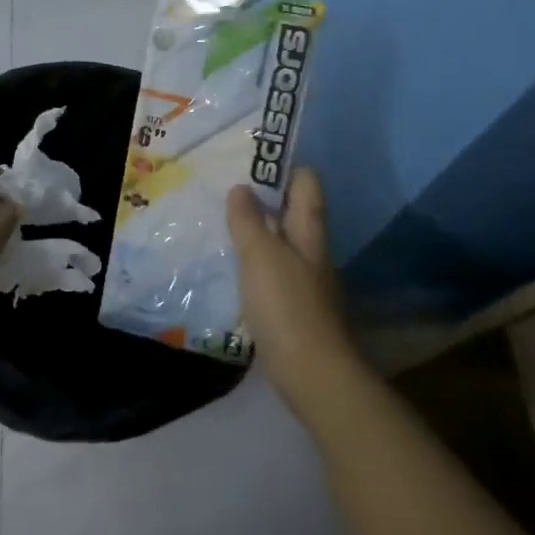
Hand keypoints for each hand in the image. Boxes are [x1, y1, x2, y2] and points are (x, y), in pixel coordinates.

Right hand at [227, 169, 358, 401]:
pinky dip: (254, 265)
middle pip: (293, 213)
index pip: (307, 183)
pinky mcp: (295, 308)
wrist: (314, 373)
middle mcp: (312, 250)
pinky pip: (273, 273)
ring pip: (281, 243)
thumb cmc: (287, 306)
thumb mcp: (261, 257)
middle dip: (263, 200)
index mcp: (309, 231)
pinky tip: (232, 270)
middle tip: (224, 191)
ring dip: (256, 233)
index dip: (284, 167)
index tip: (251, 160)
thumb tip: (241, 188)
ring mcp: (306, 281)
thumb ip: (249, 222)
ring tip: (221, 226)